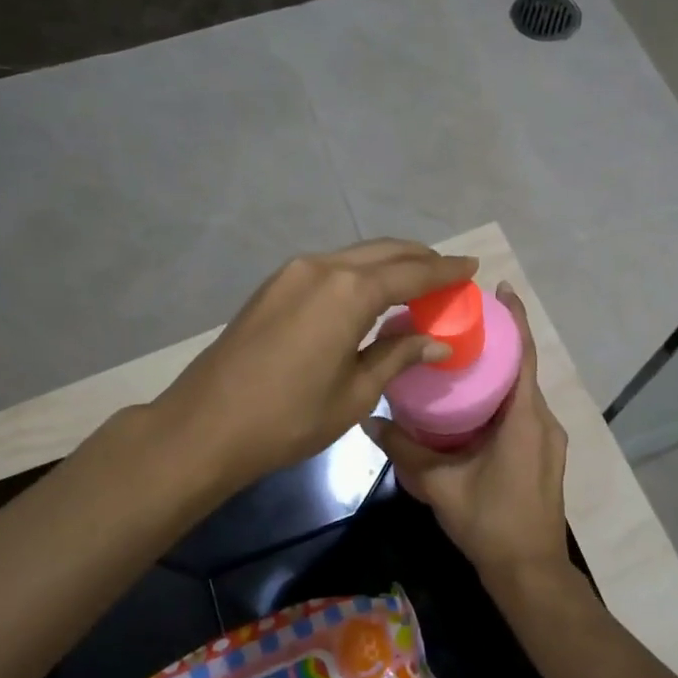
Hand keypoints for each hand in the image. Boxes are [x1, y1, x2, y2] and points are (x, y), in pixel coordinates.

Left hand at [152, 239, 477, 492]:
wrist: (205, 425)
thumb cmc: (289, 417)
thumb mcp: (355, 393)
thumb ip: (398, 356)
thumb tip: (437, 342)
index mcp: (349, 291)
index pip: (412, 272)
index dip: (445, 270)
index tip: (472, 266)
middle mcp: (322, 267)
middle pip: (384, 252)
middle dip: (420, 259)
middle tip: (448, 272)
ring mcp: (293, 272)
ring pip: (355, 256)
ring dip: (389, 263)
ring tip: (416, 281)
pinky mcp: (274, 285)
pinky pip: (330, 268)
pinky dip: (359, 273)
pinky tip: (370, 293)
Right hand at [364, 283, 573, 595]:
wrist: (530, 574)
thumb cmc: (490, 523)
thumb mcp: (439, 485)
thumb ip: (403, 450)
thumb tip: (367, 421)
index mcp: (525, 418)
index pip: (524, 355)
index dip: (516, 319)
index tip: (500, 289)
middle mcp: (544, 421)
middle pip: (523, 369)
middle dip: (497, 343)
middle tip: (460, 324)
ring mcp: (548, 439)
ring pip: (523, 393)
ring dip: (498, 373)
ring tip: (460, 359)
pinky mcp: (544, 455)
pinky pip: (523, 412)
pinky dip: (502, 398)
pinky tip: (471, 405)